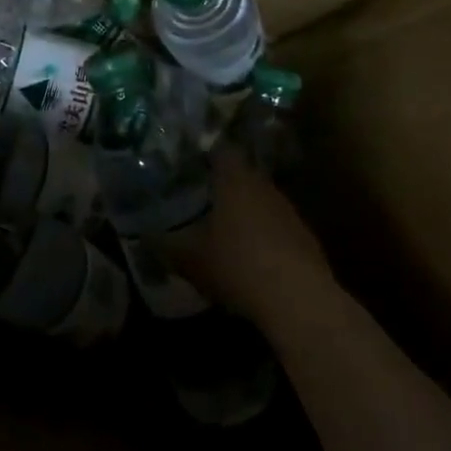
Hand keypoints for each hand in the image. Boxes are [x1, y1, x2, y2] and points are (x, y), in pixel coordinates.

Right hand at [159, 147, 333, 328]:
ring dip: (244, 211)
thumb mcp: (189, 259)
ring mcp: (288, 210)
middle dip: (222, 186)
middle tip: (199, 198)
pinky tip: (250, 256)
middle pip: (241, 175)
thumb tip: (145, 237)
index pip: (220, 150)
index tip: (188, 166)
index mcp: (234, 180)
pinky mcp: (304, 237)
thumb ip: (164, 245)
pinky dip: (262, 235)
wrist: (298, 300)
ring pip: (260, 200)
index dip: (204, 155)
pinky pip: (276, 226)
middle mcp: (263, 186)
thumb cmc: (236, 265)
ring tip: (222, 229)